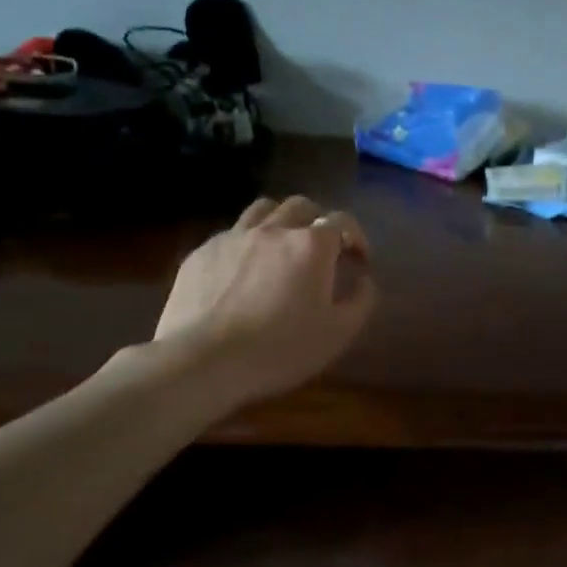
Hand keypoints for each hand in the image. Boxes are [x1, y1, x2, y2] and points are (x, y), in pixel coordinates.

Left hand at [149, 195, 376, 406]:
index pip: (342, 221)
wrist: (204, 361)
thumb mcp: (337, 334)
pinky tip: (243, 269)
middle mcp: (274, 229)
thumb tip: (364, 280)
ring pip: (263, 209)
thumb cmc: (279, 349)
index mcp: (311, 245)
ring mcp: (233, 237)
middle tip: (321, 250)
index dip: (356, 237)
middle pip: (302, 206)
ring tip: (282, 246)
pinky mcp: (202, 252)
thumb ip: (361, 301)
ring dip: (281, 221)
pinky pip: (231, 233)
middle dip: (318, 221)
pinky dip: (247, 242)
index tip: (359, 260)